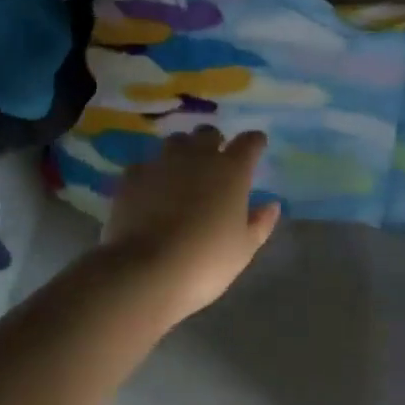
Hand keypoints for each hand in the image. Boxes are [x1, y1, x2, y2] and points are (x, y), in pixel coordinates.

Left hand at [100, 128, 280, 324]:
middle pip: (208, 133)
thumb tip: (272, 205)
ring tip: (181, 170)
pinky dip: (151, 173)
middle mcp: (198, 157)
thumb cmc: (205, 261)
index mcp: (231, 170)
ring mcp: (162, 163)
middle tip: (215, 159)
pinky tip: (150, 190)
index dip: (254, 142)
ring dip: (182, 151)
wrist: (146, 271)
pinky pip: (145, 165)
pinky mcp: (133, 176)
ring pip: (175, 142)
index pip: (249, 142)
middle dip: (214, 141)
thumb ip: (260, 223)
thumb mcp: (243, 249)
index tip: (257, 145)